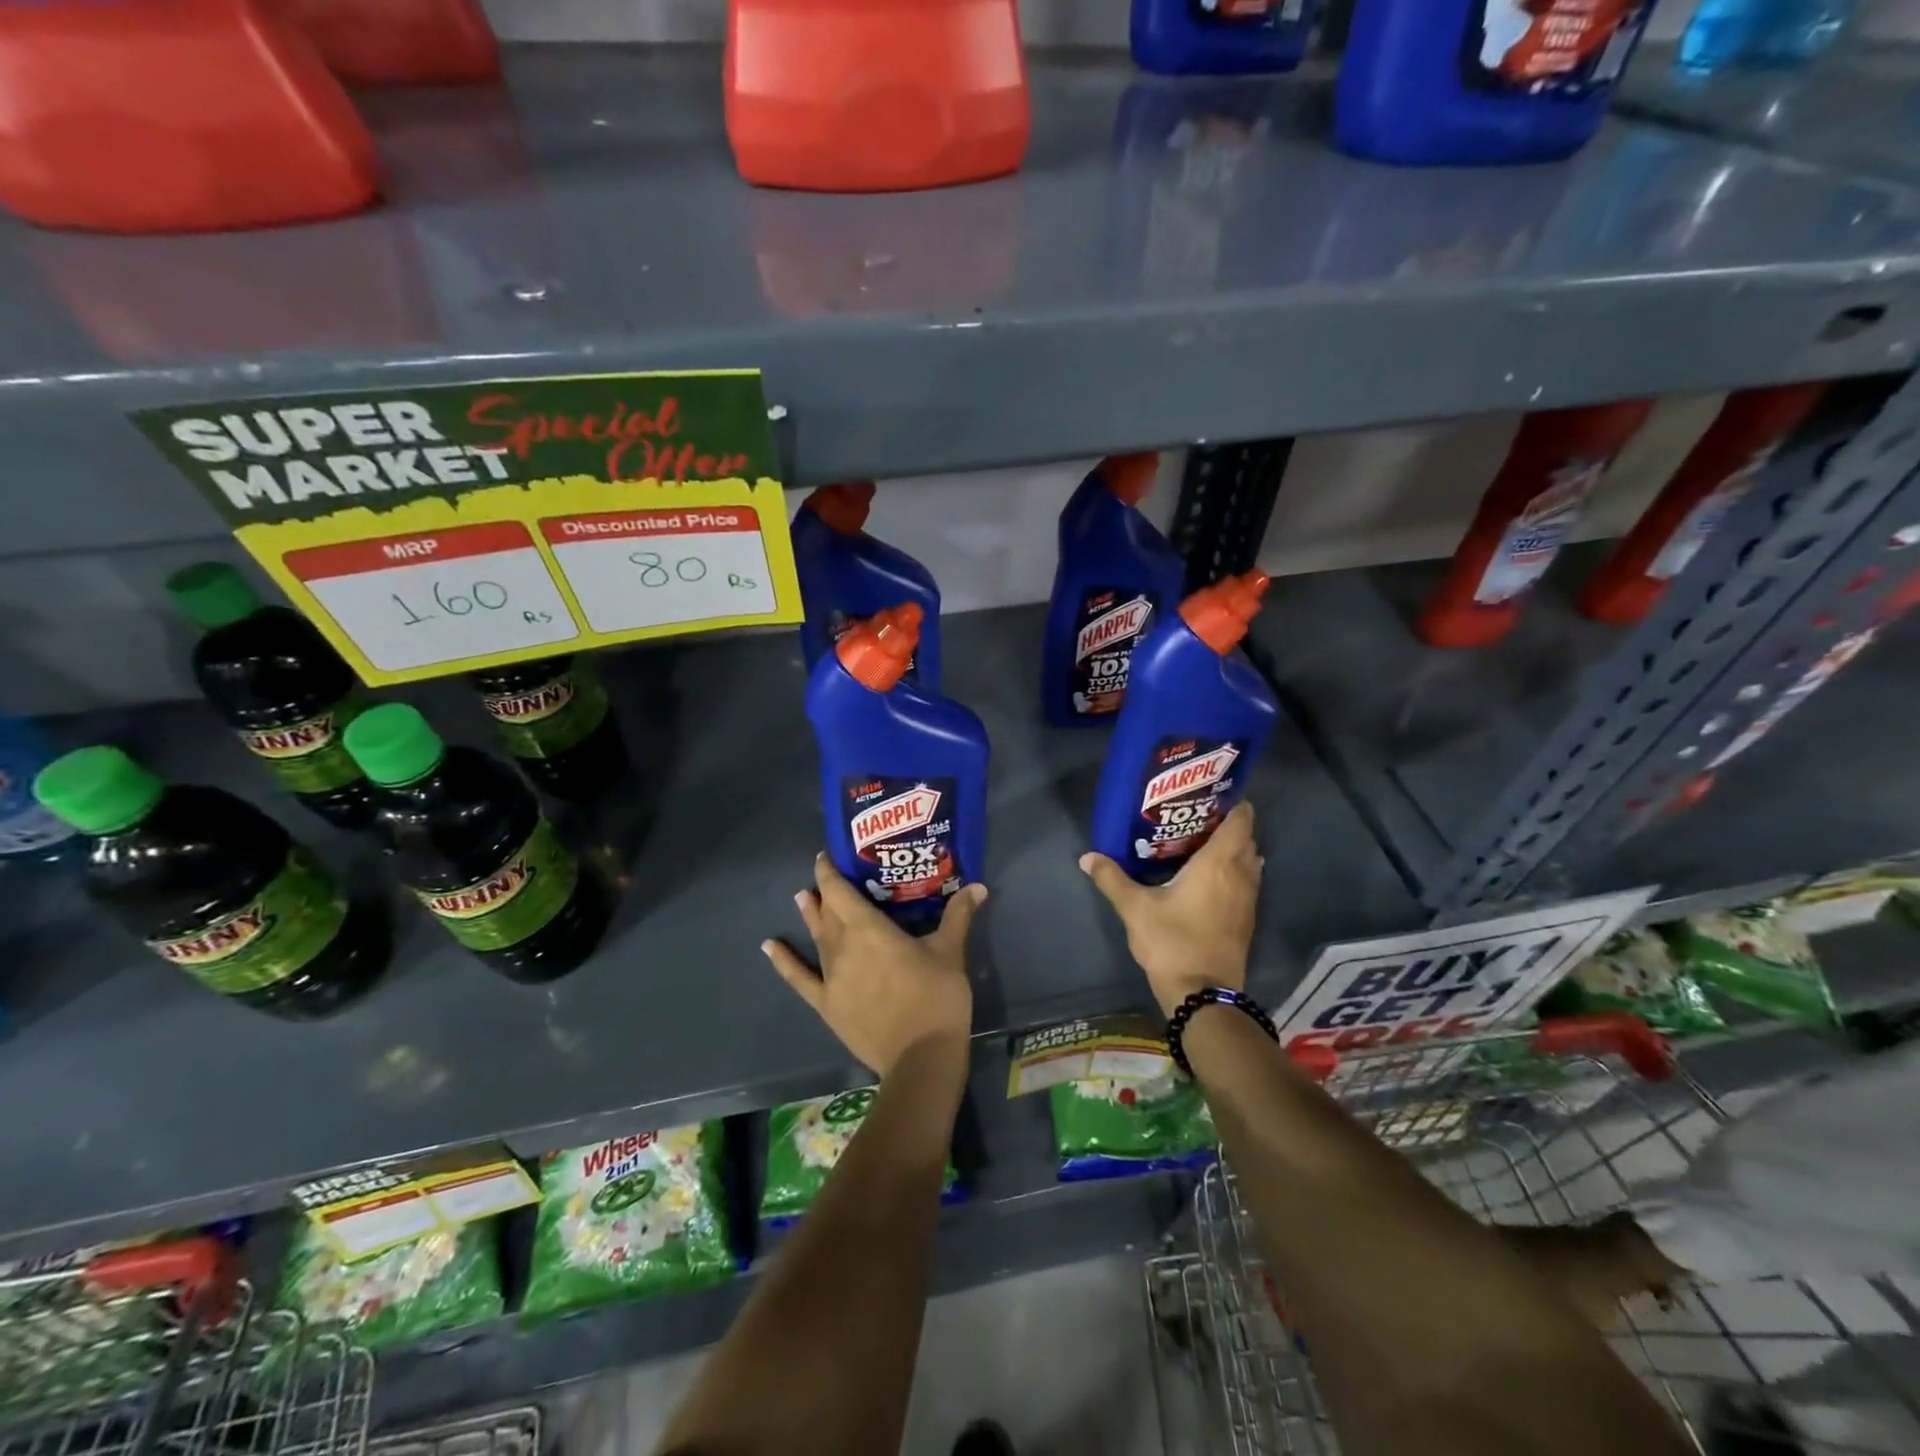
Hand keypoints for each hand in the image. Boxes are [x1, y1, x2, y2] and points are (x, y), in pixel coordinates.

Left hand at [762, 854, 984, 1080]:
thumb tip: (978, 885)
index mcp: (870, 929)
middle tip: (827, 876)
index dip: (830, 871)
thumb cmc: (936, 998)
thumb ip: (958, 915)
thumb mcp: (950, 952)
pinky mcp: (826, 1004)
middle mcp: (843, 947)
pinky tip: (770, 946)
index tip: (827, 856)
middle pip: (829, 912)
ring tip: (801, 897)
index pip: (841, 891)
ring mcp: (831, 977)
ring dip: (810, 916)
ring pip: (816, 938)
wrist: (920, 1058)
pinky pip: (799, 978)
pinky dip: (783, 961)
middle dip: (826, 892)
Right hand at [1079, 801, 1261, 1017]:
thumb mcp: (1134, 908)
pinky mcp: (1246, 920)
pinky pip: (1246, 883)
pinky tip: (1208, 879)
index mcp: (1218, 863)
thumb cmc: (1171, 941)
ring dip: (1234, 851)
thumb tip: (1087, 857)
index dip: (1234, 804)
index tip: (1213, 795)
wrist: (1203, 995)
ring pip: (1249, 863)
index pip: (1241, 821)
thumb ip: (1112, 878)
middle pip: (1246, 840)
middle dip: (1228, 825)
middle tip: (1198, 818)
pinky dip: (1234, 873)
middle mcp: (1240, 875)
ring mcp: (1248, 900)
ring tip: (1202, 845)